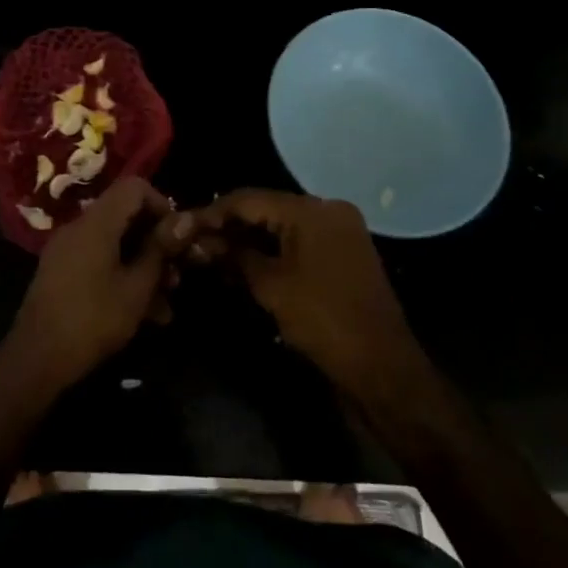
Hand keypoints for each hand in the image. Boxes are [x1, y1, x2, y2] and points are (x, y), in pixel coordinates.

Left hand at [4, 177, 194, 393]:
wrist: (36, 359)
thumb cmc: (93, 320)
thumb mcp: (136, 288)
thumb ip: (160, 250)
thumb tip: (186, 219)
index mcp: (96, 222)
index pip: (134, 187)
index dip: (162, 205)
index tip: (177, 237)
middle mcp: (79, 227)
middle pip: (125, 216)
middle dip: (155, 243)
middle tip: (177, 275)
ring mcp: (67, 250)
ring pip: (114, 244)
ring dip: (142, 266)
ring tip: (166, 303)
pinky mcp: (61, 272)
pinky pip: (99, 262)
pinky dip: (122, 277)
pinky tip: (144, 314)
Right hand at [192, 189, 419, 393]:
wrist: (382, 368)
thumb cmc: (323, 321)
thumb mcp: (271, 287)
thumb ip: (235, 256)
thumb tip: (204, 243)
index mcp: (312, 210)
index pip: (249, 199)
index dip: (214, 212)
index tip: (185, 225)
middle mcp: (328, 210)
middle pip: (266, 208)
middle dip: (231, 226)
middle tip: (197, 242)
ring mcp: (340, 231)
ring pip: (282, 226)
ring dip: (250, 239)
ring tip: (215, 255)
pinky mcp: (344, 253)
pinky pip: (300, 241)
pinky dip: (273, 250)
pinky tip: (247, 264)